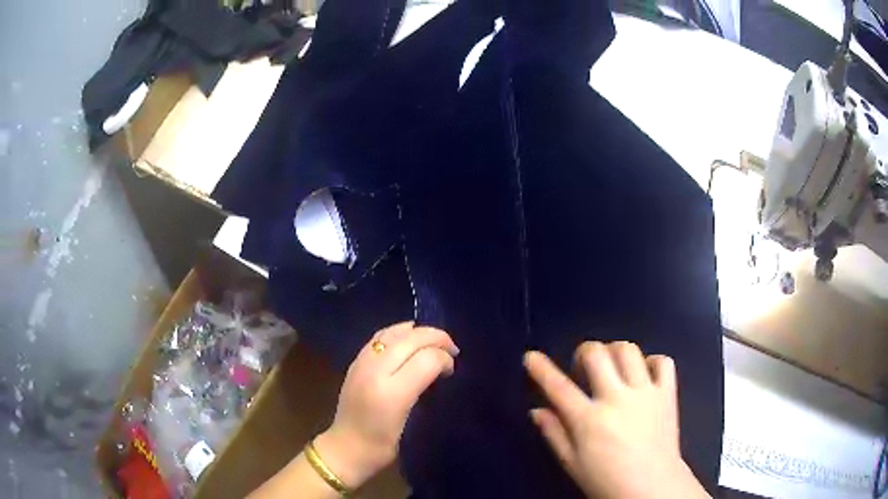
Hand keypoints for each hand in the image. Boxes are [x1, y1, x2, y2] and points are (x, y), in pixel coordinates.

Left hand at [315, 322, 458, 488]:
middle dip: (436, 338)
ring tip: (433, 341)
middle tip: (452, 349)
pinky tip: (409, 340)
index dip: (445, 358)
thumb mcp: (411, 424)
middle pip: (411, 339)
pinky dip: (399, 333)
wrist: (346, 448)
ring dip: (418, 332)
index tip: (452, 369)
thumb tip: (440, 366)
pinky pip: (380, 337)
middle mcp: (375, 371)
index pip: (426, 358)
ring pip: (394, 332)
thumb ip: (424, 389)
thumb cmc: (383, 445)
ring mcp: (362, 363)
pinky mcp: (355, 362)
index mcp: (391, 393)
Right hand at [525, 342, 708, 498]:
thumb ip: (554, 434)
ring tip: (611, 367)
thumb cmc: (606, 481)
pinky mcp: (667, 394)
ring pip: (628, 351)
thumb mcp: (572, 463)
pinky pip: (663, 362)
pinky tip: (643, 374)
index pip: (558, 387)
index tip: (531, 356)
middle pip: (596, 354)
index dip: (540, 369)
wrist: (651, 488)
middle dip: (583, 352)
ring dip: (614, 352)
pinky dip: (651, 361)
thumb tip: (536, 410)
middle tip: (582, 368)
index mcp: (589, 421)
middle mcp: (617, 399)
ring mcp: (645, 393)